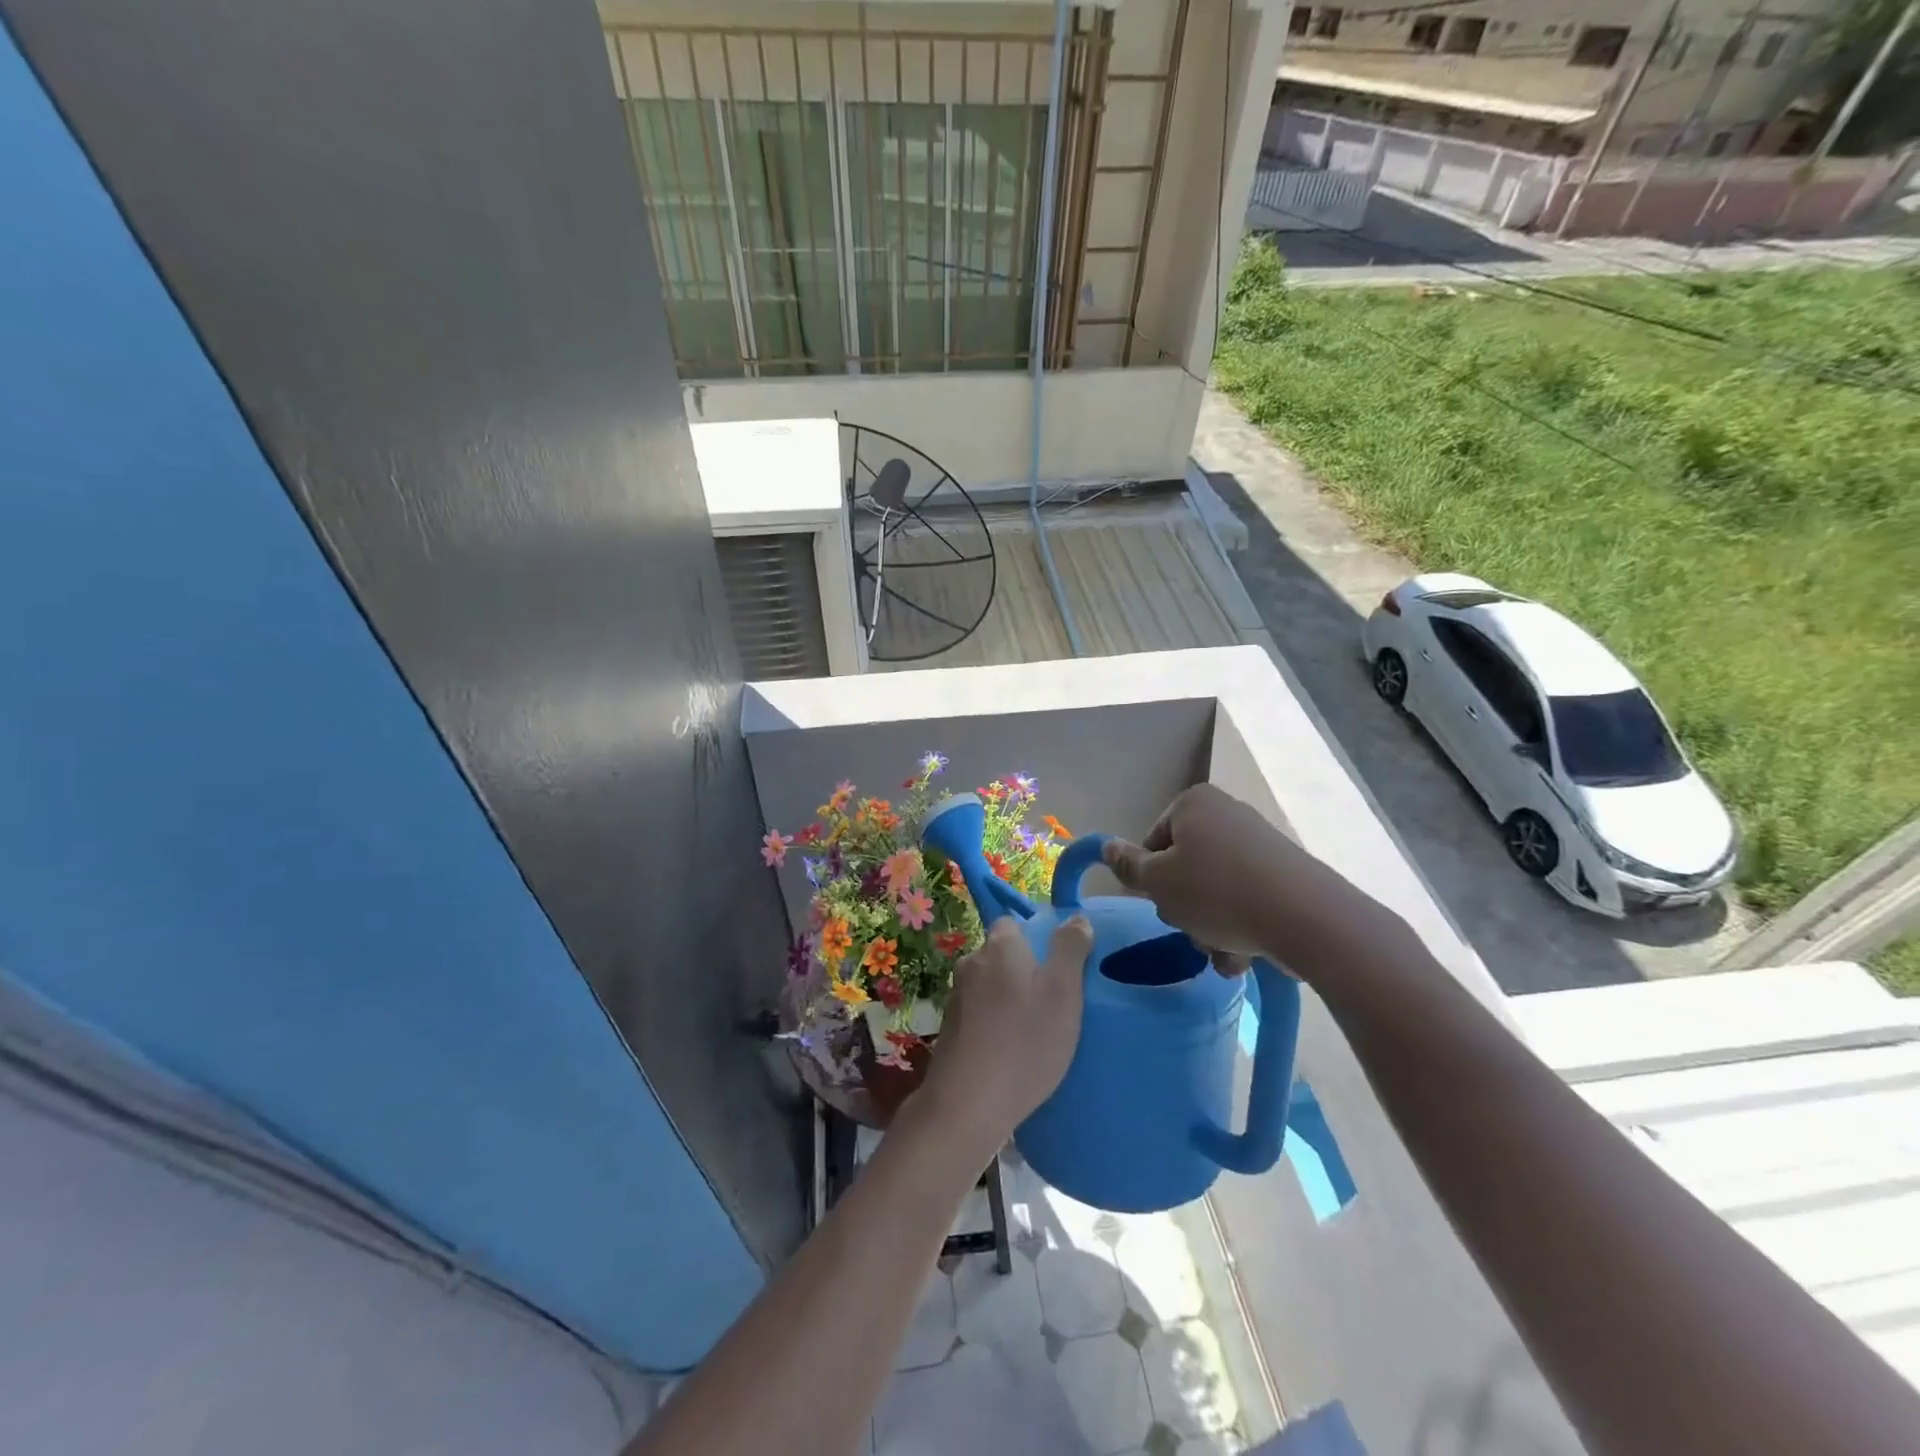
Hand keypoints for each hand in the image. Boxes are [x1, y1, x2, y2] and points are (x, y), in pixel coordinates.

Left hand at [918, 915, 1091, 1157]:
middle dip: (1026, 972)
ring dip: (1010, 1000)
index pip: (1015, 924)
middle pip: (1003, 955)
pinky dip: (995, 1024)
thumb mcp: (1063, 992)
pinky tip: (1012, 1051)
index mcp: (999, 946)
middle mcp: (971, 962)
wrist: (967, 1104)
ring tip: (1036, 1031)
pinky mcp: (950, 1029)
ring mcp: (956, 997)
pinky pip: (981, 1014)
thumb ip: (1070, 950)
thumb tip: (1075, 918)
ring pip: (991, 986)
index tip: (1060, 968)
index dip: (1039, 940)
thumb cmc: (1024, 1042)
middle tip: (1055, 1003)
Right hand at [1102, 784, 1332, 973]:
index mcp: (1194, 804)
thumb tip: (1106, 846)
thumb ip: (1128, 866)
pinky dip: (1241, 927)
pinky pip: (1247, 900)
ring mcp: (1260, 843)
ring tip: (1222, 951)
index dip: (1151, 878)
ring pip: (1215, 890)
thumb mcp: (1158, 882)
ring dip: (1210, 926)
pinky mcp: (1286, 874)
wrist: (1306, 918)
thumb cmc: (1216, 892)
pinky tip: (1245, 954)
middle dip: (1184, 906)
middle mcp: (1227, 814)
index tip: (1162, 903)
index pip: (1153, 841)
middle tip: (1191, 928)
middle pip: (1186, 867)